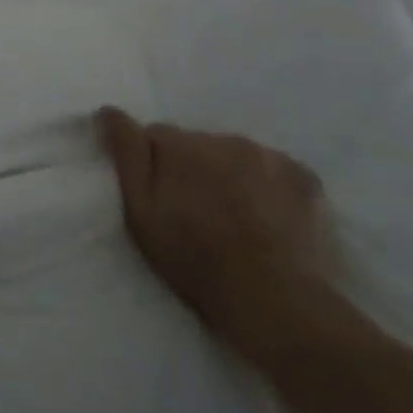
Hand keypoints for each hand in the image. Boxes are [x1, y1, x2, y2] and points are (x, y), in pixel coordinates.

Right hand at [99, 106, 333, 362]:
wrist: (275, 302)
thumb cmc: (194, 258)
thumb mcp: (140, 211)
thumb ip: (125, 154)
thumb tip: (107, 110)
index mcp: (179, 144)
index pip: (152, 136)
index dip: (150, 165)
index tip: (157, 196)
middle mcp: (222, 138)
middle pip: (195, 144)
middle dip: (190, 167)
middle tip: (194, 212)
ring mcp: (268, 156)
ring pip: (234, 154)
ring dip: (227, 174)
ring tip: (232, 217)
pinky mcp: (305, 178)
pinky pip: (273, 169)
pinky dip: (266, 184)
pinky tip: (267, 215)